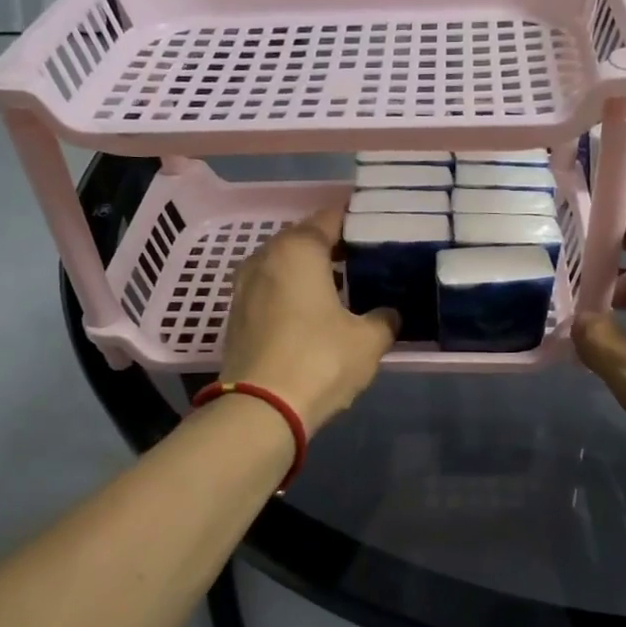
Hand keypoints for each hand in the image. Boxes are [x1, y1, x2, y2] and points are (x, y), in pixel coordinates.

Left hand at [220, 207, 396, 430]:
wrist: (260, 409)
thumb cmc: (319, 361)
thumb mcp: (368, 341)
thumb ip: (384, 319)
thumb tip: (389, 314)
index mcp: (298, 250)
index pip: (329, 218)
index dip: (355, 220)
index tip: (376, 226)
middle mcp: (265, 258)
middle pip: (302, 239)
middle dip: (331, 245)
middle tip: (363, 257)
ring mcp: (244, 287)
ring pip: (283, 266)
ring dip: (308, 271)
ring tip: (340, 284)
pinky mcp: (236, 317)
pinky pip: (270, 290)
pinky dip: (291, 293)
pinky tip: (312, 311)